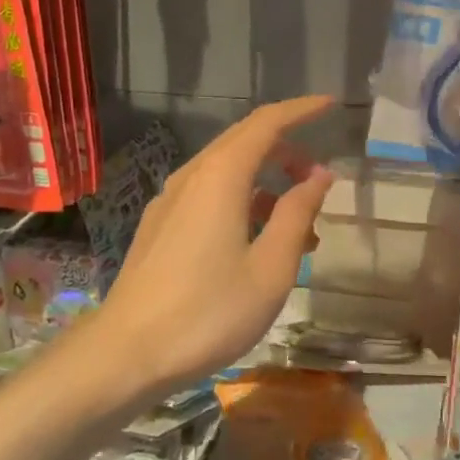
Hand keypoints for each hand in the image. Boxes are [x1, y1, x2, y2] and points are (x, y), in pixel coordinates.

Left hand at [91, 97, 335, 396]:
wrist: (128, 353)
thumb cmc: (209, 312)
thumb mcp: (270, 268)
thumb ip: (296, 214)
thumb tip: (319, 174)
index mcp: (220, 177)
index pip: (266, 123)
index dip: (301, 110)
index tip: (331, 106)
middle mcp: (191, 177)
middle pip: (244, 142)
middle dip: (286, 150)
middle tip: (319, 178)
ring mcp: (169, 202)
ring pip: (225, 172)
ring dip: (266, 184)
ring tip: (299, 225)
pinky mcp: (159, 227)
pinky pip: (208, 196)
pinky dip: (241, 202)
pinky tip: (257, 242)